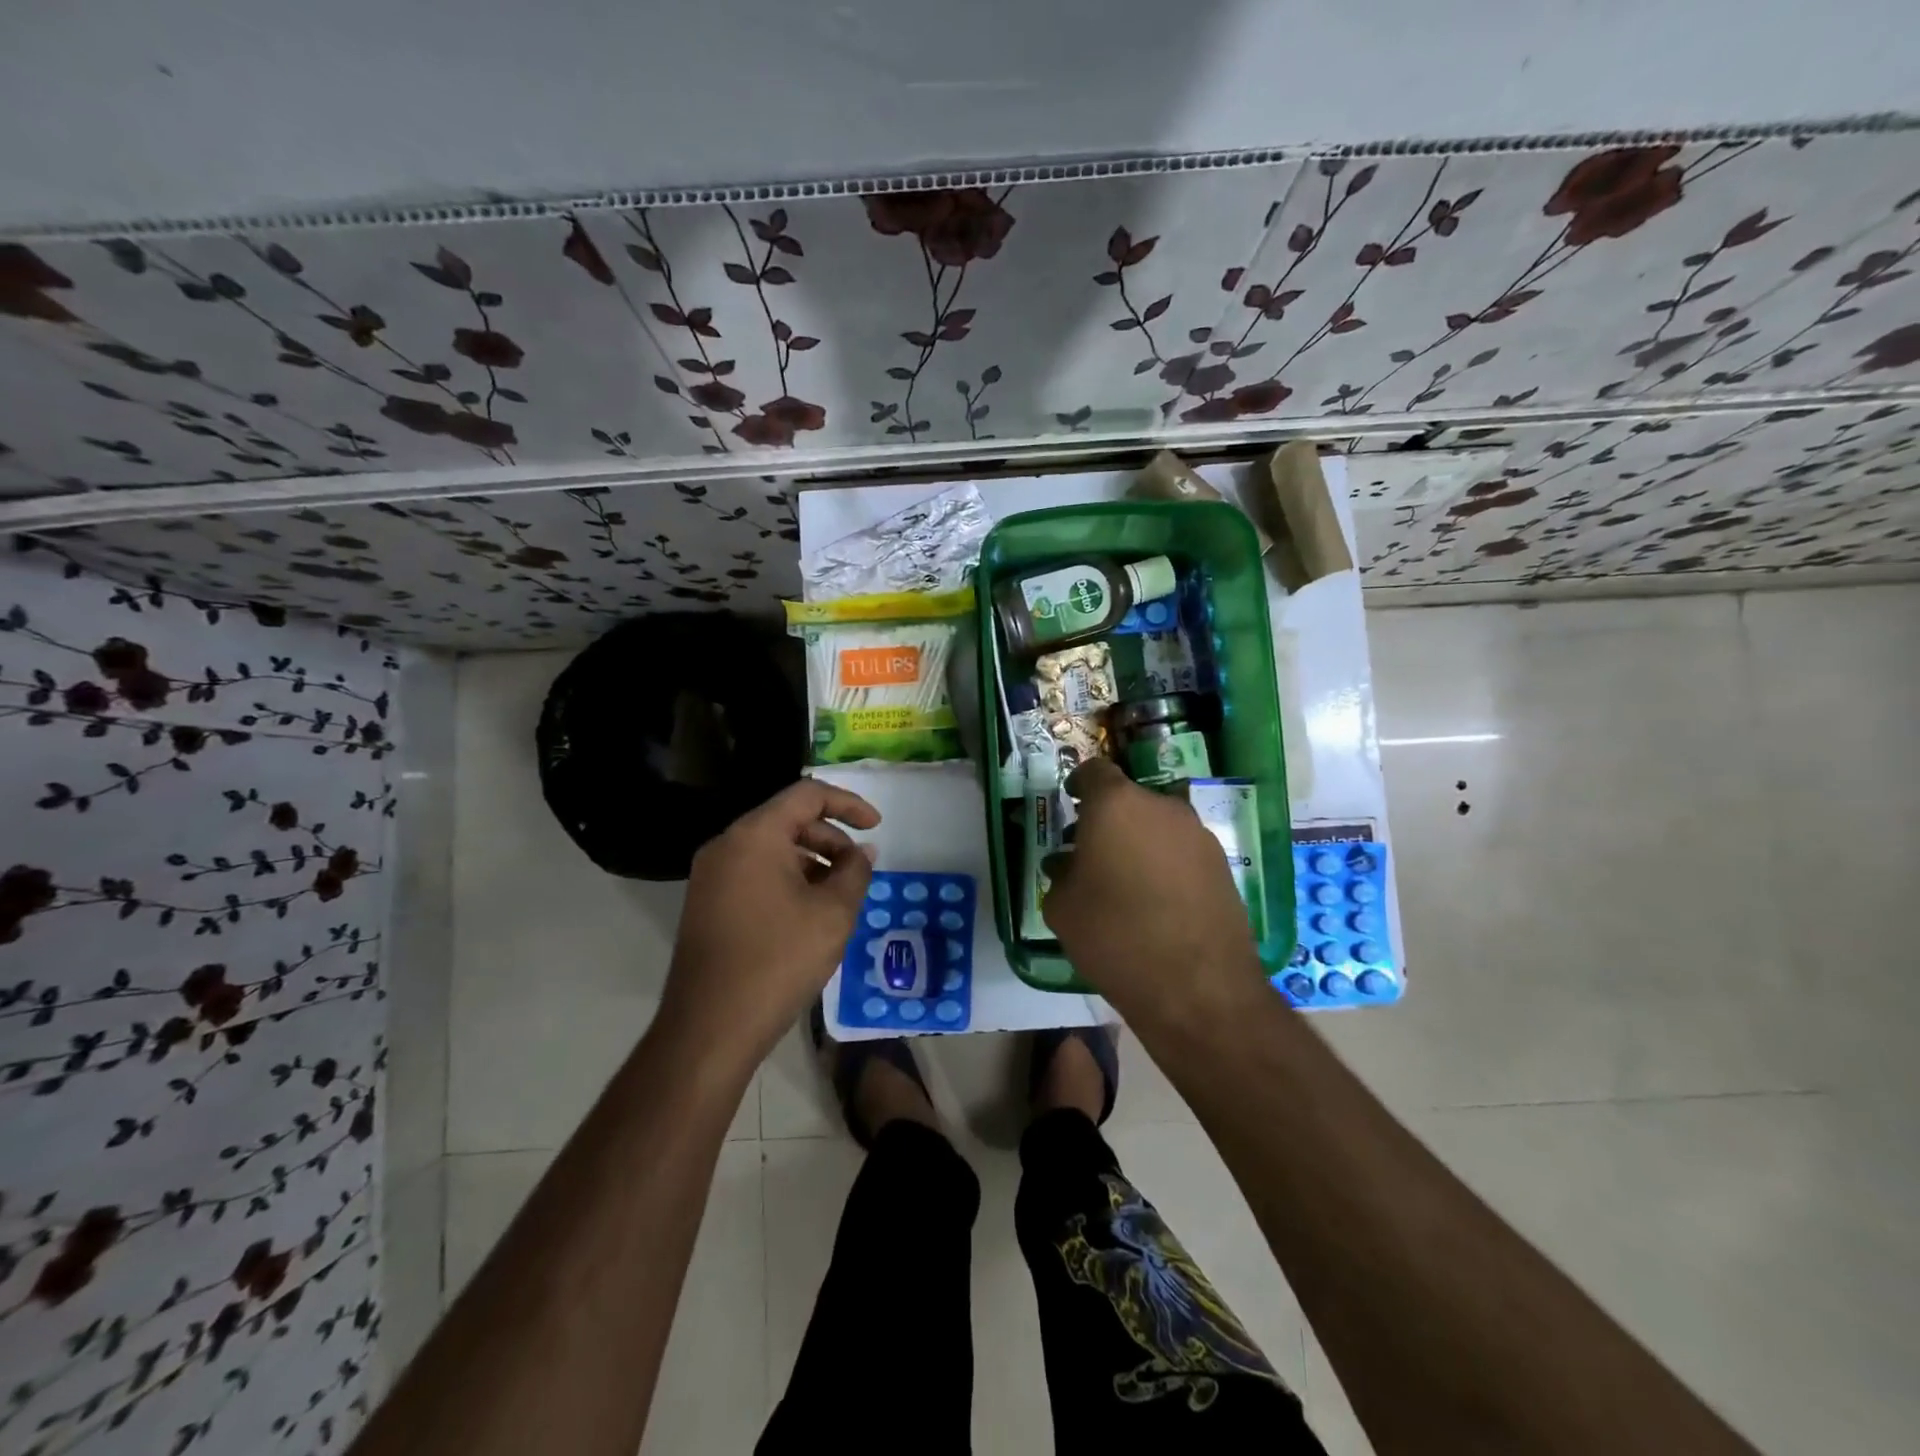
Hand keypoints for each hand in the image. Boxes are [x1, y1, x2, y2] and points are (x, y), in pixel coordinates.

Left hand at [661, 779, 879, 1068]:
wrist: (710, 1027)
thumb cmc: (779, 960)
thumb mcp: (833, 913)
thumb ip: (855, 872)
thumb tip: (862, 853)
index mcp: (755, 835)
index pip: (808, 795)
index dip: (849, 804)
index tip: (877, 827)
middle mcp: (727, 845)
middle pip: (788, 820)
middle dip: (831, 839)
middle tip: (858, 871)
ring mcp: (711, 876)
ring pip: (771, 849)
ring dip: (811, 862)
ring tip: (838, 898)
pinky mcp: (707, 904)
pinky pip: (754, 874)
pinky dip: (787, 880)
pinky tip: (808, 915)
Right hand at [1042, 759, 1266, 1024]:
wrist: (1198, 987)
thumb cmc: (1114, 936)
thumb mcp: (1063, 908)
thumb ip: (1060, 874)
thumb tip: (1067, 864)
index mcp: (1116, 804)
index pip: (1094, 771)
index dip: (1079, 784)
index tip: (1070, 803)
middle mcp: (1161, 807)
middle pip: (1128, 799)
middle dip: (1107, 819)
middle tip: (1090, 852)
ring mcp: (1197, 834)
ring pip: (1158, 824)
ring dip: (1138, 841)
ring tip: (1123, 881)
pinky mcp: (1222, 864)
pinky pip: (1181, 850)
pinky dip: (1164, 863)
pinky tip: (1155, 901)